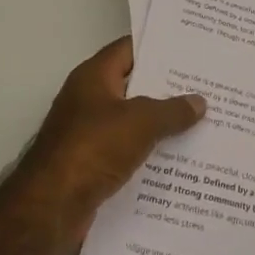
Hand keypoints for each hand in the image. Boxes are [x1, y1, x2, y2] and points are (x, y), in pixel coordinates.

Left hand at [23, 37, 204, 242]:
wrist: (51, 207)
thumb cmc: (94, 148)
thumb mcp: (141, 122)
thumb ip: (172, 110)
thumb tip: (199, 102)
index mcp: (94, 76)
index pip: (129, 49)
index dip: (158, 47)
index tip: (190, 49)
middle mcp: (88, 99)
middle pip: (133, 85)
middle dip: (166, 88)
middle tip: (204, 86)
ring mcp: (87, 133)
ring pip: (131, 121)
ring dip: (159, 124)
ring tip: (200, 122)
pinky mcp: (90, 165)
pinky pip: (126, 151)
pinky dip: (147, 153)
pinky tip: (177, 158)